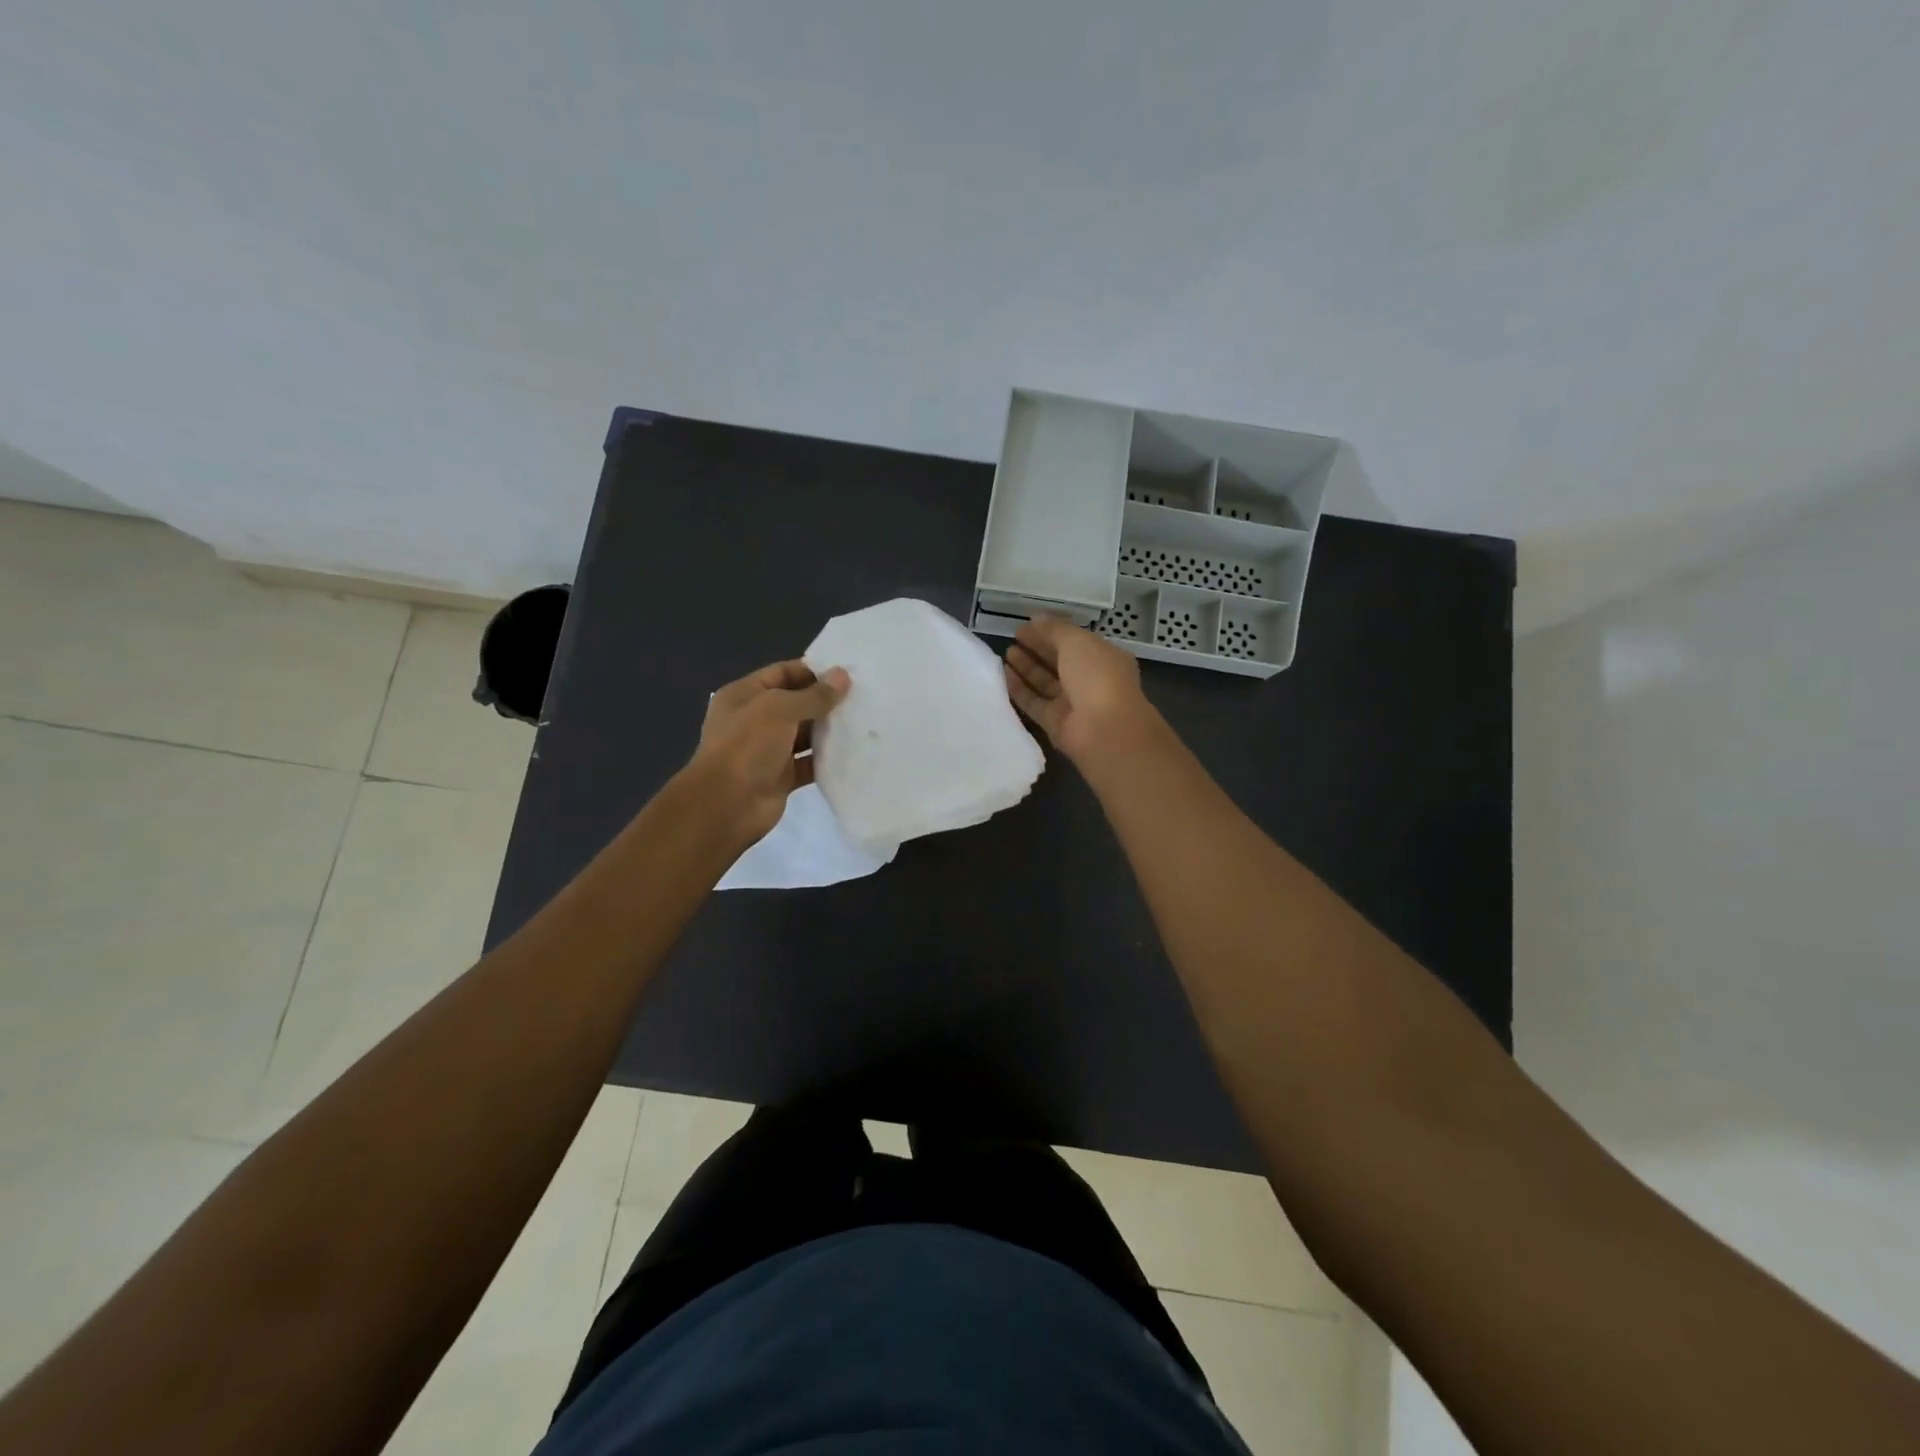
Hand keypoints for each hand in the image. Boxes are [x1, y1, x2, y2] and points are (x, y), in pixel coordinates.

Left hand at [688, 660, 849, 844]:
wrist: (726, 805)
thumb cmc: (747, 746)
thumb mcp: (779, 710)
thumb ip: (813, 695)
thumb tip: (842, 676)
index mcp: (745, 695)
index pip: (782, 673)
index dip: (813, 671)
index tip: (847, 674)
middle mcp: (755, 719)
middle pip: (796, 703)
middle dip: (825, 700)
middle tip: (863, 697)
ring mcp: (768, 749)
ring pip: (804, 734)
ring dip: (829, 729)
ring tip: (864, 722)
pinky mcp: (781, 776)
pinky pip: (809, 763)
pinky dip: (827, 759)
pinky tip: (853, 752)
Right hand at [1003, 617, 1156, 767]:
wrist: (1103, 729)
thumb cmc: (1096, 676)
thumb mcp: (1076, 641)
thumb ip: (1054, 629)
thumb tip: (1035, 620)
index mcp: (1102, 658)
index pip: (1073, 642)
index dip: (1050, 632)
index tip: (1025, 626)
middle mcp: (1089, 680)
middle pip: (1058, 662)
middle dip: (1036, 649)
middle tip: (1012, 638)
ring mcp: (1072, 703)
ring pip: (1045, 682)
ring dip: (1026, 667)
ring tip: (1005, 654)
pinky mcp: (1055, 722)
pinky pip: (1034, 702)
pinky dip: (1020, 689)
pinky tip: (1003, 675)